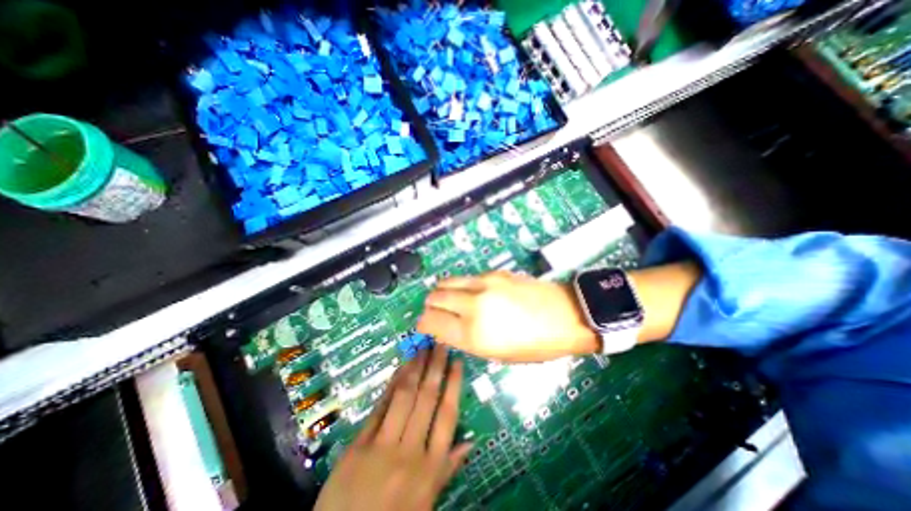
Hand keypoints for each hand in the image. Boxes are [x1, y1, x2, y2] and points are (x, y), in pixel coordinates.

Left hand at [314, 348, 468, 510]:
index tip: (457, 361)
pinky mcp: (359, 444)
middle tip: (440, 343)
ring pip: (404, 397)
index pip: (447, 415)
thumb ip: (447, 469)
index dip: (454, 384)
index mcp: (430, 468)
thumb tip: (470, 441)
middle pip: (427, 399)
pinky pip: (379, 407)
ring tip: (422, 348)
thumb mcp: (427, 503)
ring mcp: (383, 446)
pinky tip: (399, 368)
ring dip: (414, 368)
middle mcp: (410, 451)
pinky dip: (391, 385)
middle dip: (435, 367)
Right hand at [415, 272, 603, 363]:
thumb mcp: (497, 355)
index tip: (426, 328)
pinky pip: (466, 277)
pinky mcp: (493, 272)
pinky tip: (472, 294)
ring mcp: (483, 284)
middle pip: (434, 298)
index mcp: (473, 334)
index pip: (430, 322)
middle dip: (430, 307)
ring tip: (450, 301)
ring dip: (442, 292)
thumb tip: (445, 329)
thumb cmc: (535, 345)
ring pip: (446, 282)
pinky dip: (461, 286)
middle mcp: (472, 305)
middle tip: (437, 314)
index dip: (423, 325)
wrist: (566, 315)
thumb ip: (466, 340)